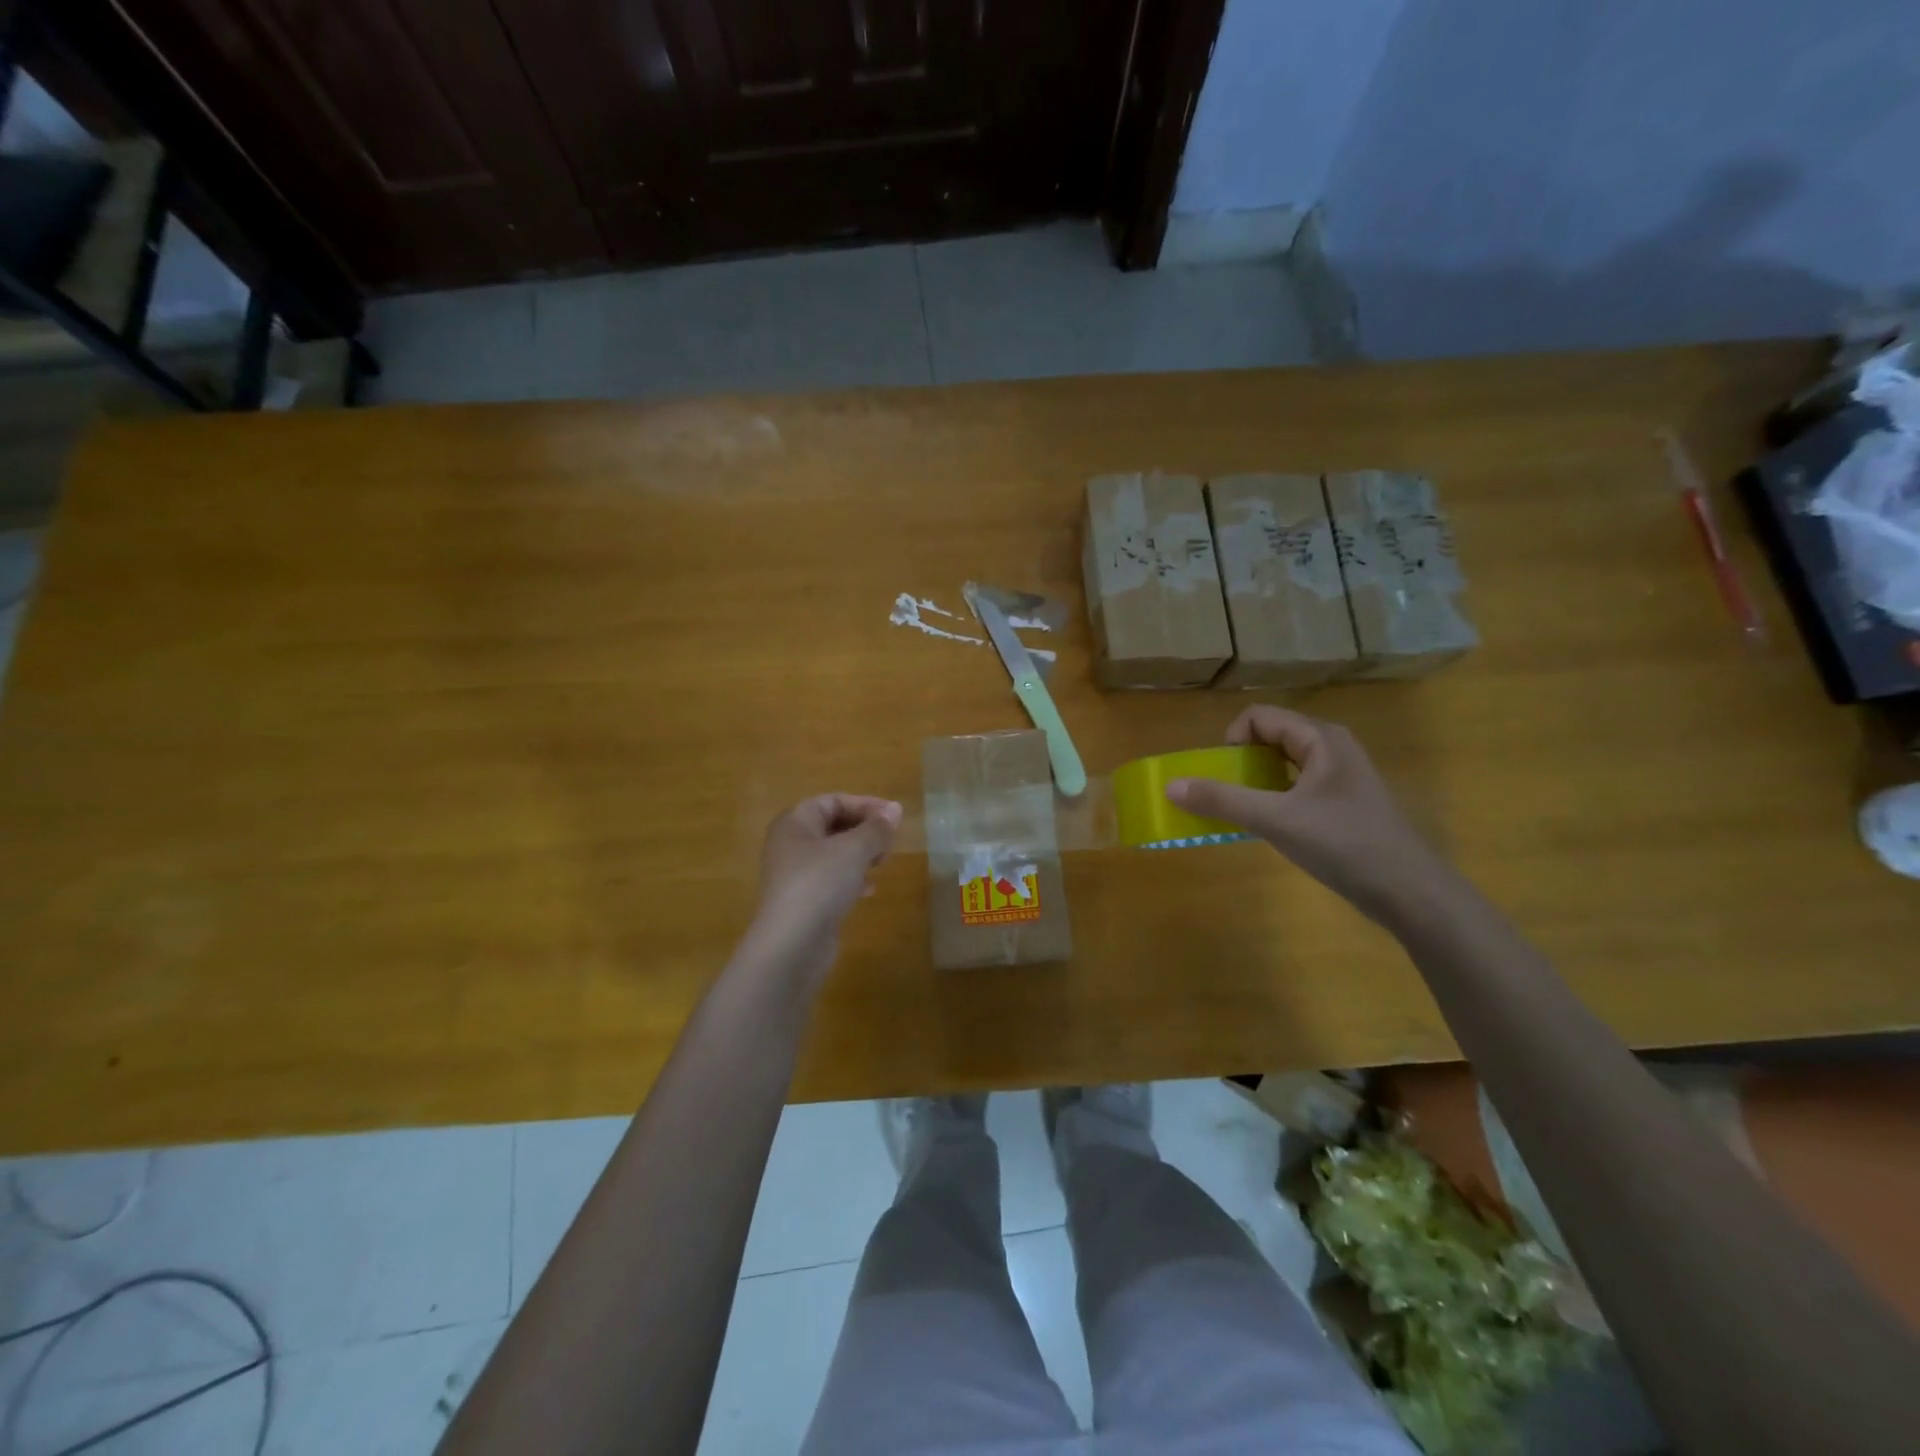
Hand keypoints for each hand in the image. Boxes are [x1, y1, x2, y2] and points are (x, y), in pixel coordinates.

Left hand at [744, 794, 902, 984]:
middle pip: (833, 826)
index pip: (834, 801)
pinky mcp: (803, 902)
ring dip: (861, 855)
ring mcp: (795, 875)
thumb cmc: (819, 884)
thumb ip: (876, 828)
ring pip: (834, 854)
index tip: (895, 818)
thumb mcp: (854, 850)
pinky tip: (869, 890)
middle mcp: (790, 844)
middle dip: (864, 831)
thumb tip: (895, 810)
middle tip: (890, 843)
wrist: (791, 945)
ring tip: (882, 863)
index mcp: (795, 822)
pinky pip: (831, 880)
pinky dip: (852, 879)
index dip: (866, 805)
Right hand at [1165, 706, 1451, 924]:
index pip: (1260, 717)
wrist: (1410, 892)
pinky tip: (1269, 829)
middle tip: (1226, 795)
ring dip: (1254, 784)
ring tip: (1242, 813)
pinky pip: (1296, 789)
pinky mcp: (1343, 805)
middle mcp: (1332, 748)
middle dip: (1240, 763)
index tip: (1223, 775)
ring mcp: (1340, 778)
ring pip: (1283, 766)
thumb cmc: (1345, 844)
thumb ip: (1222, 801)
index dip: (1233, 740)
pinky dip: (1273, 800)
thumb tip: (1170, 786)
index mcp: (1321, 738)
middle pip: (1270, 738)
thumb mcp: (1276, 819)